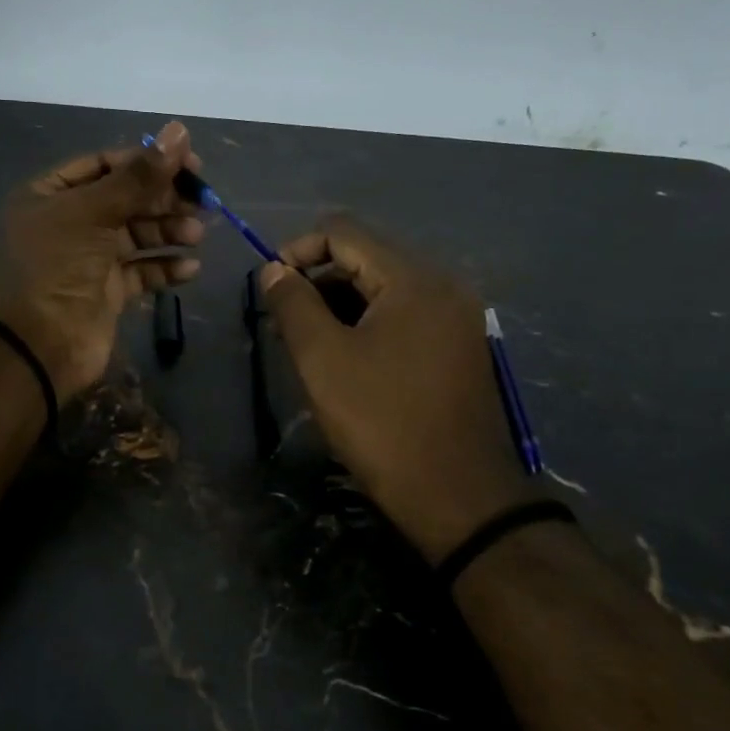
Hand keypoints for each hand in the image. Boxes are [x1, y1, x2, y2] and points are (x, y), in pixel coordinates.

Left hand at [0, 121, 204, 401]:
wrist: (39, 347)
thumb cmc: (57, 269)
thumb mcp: (93, 214)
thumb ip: (138, 176)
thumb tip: (179, 131)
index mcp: (50, 195)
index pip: (105, 165)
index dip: (146, 161)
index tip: (189, 164)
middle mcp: (68, 223)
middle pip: (125, 199)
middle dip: (163, 199)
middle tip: (202, 201)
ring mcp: (88, 259)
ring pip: (136, 235)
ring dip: (168, 232)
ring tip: (196, 236)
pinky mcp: (106, 292)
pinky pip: (141, 271)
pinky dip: (165, 267)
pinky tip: (190, 268)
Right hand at [259, 217, 534, 562]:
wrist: (458, 497)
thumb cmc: (382, 423)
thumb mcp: (323, 360)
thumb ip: (293, 304)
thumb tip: (273, 269)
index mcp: (413, 279)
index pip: (344, 233)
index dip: (297, 250)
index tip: (269, 287)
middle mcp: (443, 285)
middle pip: (367, 256)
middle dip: (318, 279)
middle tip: (285, 321)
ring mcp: (457, 317)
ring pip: (385, 287)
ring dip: (341, 302)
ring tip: (310, 342)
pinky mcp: (460, 346)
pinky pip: (406, 314)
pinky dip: (370, 322)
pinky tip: (348, 356)